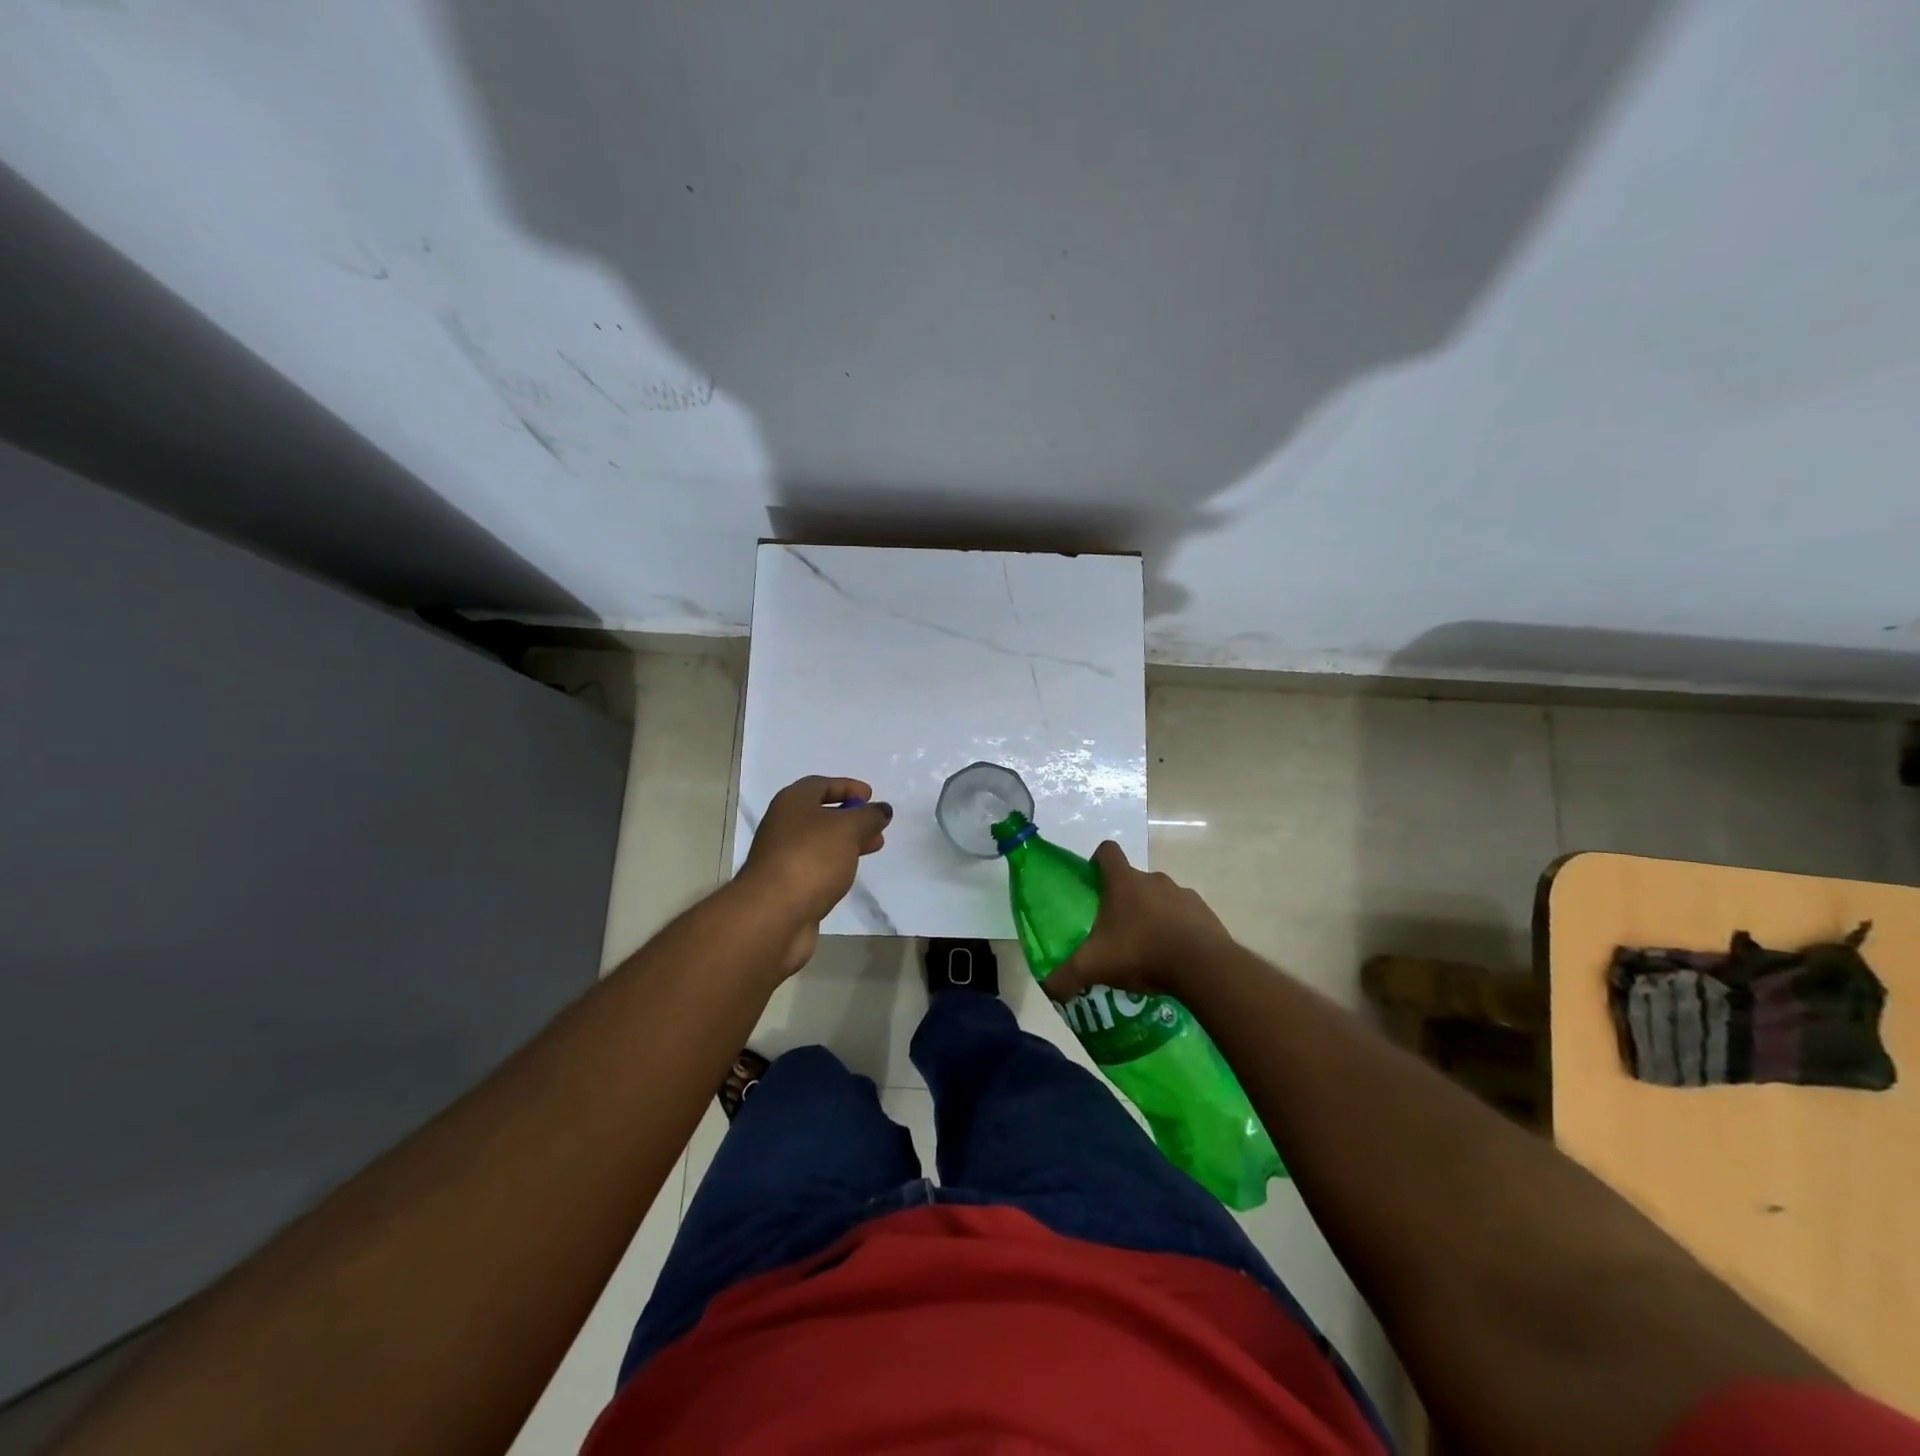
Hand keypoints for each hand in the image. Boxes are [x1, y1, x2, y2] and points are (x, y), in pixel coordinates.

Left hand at [737, 776, 891, 974]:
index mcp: (792, 802)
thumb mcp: (848, 829)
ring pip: (820, 842)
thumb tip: (882, 809)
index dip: (847, 786)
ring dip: (847, 842)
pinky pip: (816, 866)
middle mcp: (783, 825)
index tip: (870, 796)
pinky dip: (835, 864)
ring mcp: (783, 856)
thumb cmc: (811, 858)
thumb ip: (868, 816)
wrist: (773, 913)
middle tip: (877, 824)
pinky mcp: (787, 885)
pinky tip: (850, 872)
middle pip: (821, 814)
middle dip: (851, 817)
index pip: (820, 784)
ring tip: (874, 847)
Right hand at [1044, 841, 1230, 1003]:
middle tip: (1117, 931)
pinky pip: (1186, 916)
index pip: (1107, 851)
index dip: (1097, 861)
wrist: (1202, 966)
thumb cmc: (1141, 952)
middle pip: (1134, 880)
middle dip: (1125, 900)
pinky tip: (1174, 958)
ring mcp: (1183, 894)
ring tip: (1148, 949)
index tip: (1093, 882)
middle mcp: (1154, 879)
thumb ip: (1066, 976)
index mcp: (1124, 882)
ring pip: (1161, 898)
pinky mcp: (1205, 913)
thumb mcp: (1094, 967)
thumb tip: (1048, 987)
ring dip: (1154, 915)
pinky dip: (1179, 930)